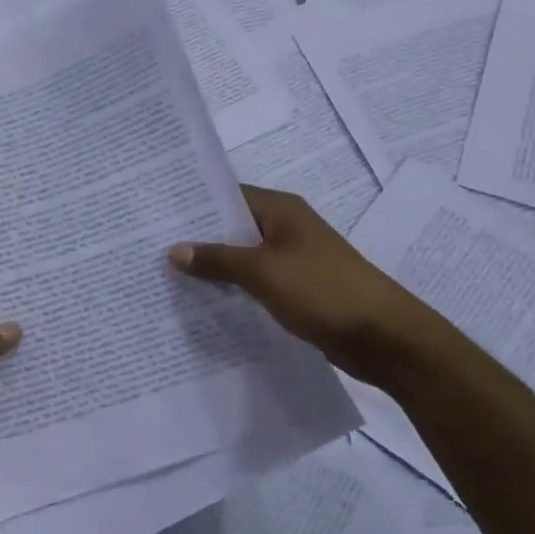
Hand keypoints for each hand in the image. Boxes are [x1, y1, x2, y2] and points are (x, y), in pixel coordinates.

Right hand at [170, 185, 451, 385]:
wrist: (383, 337)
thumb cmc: (323, 291)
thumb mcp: (263, 272)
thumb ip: (217, 259)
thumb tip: (175, 250)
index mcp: (281, 210)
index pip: (228, 196)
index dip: (193, 204)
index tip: (156, 215)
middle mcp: (287, 228)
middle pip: (233, 227)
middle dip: (198, 239)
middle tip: (151, 249)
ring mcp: (294, 260)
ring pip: (243, 258)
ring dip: (214, 268)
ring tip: (167, 277)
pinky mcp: (298, 290)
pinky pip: (256, 283)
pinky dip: (234, 290)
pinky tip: (204, 303)